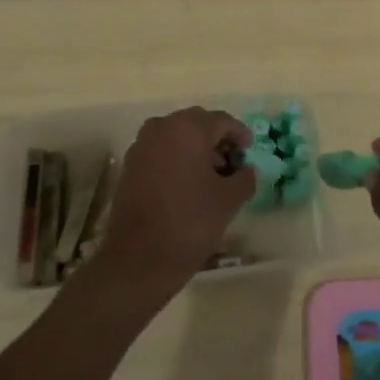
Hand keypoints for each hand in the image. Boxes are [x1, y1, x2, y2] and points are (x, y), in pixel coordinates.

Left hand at [96, 107, 253, 301]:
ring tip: (211, 176)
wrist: (138, 258)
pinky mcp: (130, 165)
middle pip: (197, 124)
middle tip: (232, 163)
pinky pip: (160, 150)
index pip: (222, 121)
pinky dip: (177, 159)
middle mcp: (162, 127)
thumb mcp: (229, 200)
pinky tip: (188, 184)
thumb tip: (246, 170)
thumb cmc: (190, 222)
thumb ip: (244, 178)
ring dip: (196, 149)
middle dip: (217, 140)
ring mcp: (142, 145)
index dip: (240, 134)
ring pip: (177, 136)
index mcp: (188, 128)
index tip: (249, 151)